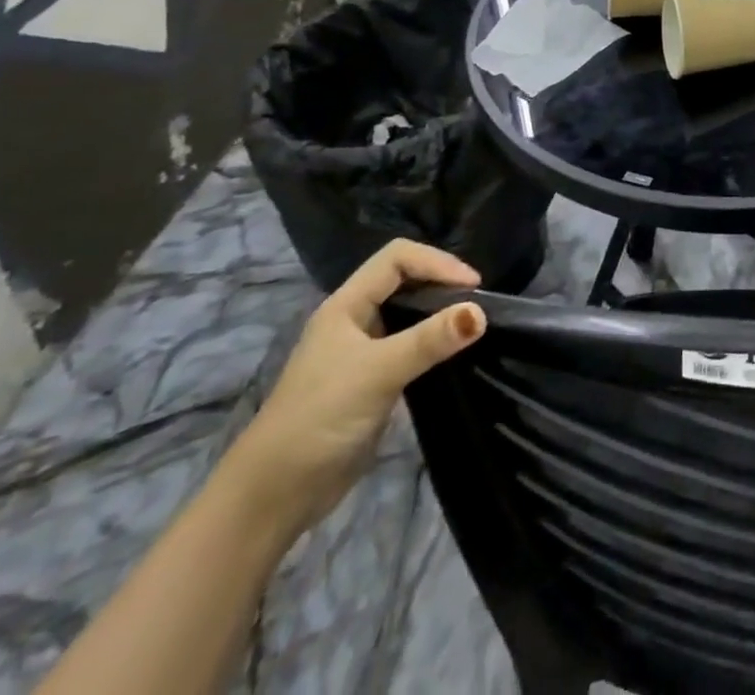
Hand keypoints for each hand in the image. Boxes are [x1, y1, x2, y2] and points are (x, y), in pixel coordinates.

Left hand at [223, 239, 486, 536]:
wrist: (273, 497)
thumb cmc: (319, 418)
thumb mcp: (378, 372)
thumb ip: (430, 340)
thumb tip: (481, 312)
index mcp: (346, 305)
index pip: (397, 258)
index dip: (437, 262)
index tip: (472, 287)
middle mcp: (354, 320)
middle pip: (405, 280)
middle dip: (442, 283)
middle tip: (477, 302)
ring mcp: (361, 352)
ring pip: (408, 313)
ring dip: (440, 313)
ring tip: (472, 324)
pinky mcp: (371, 381)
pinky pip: (410, 346)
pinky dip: (433, 342)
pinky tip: (452, 354)